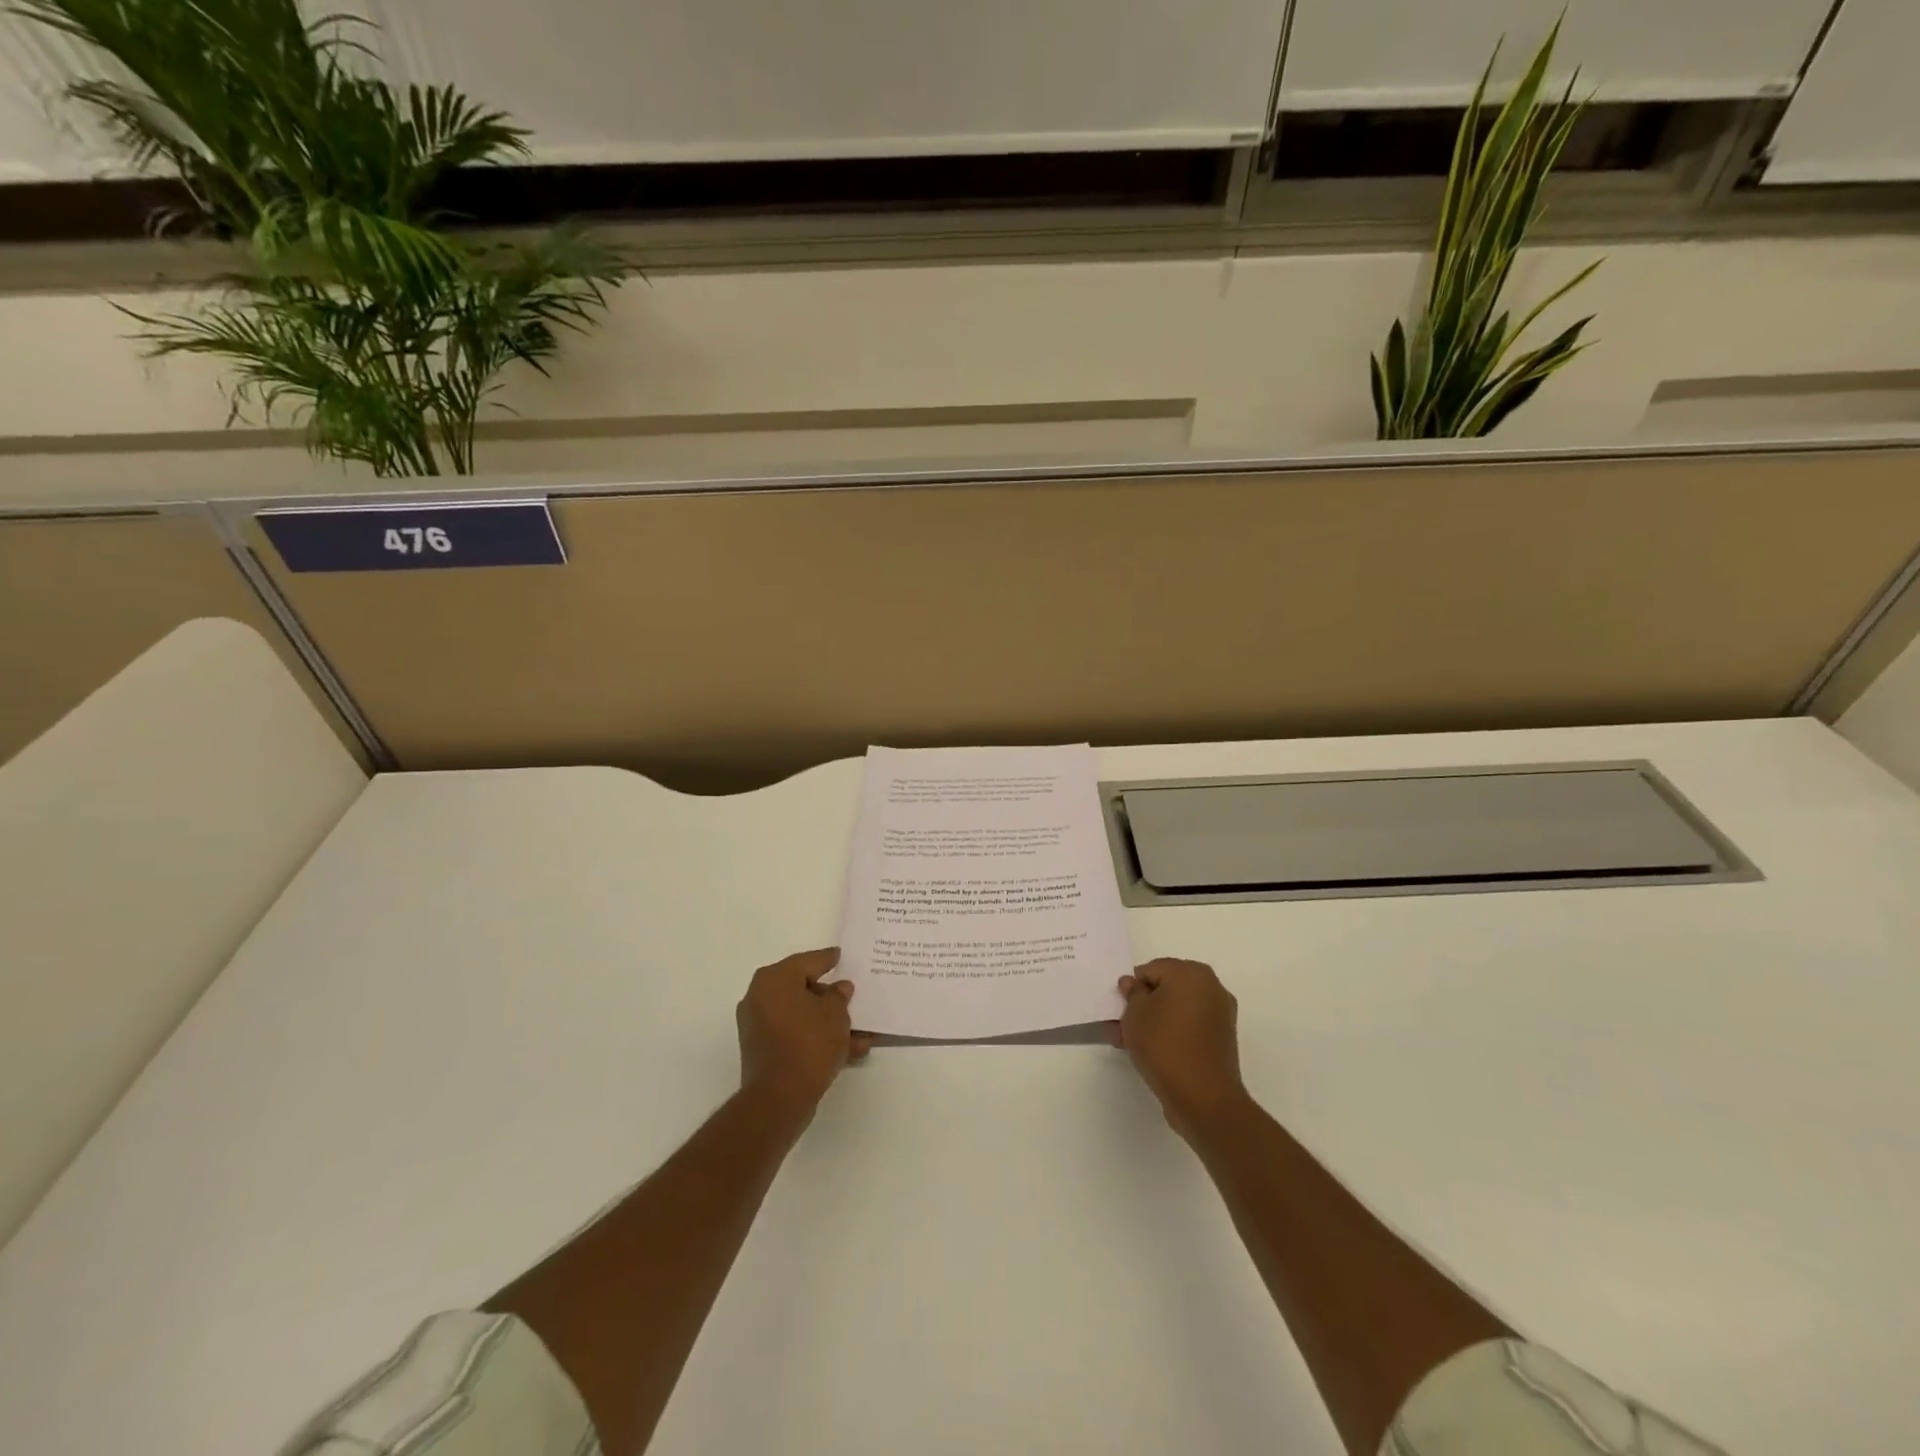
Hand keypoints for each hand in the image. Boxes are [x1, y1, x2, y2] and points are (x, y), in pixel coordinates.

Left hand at [736, 948, 870, 1118]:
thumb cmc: (809, 1043)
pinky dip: (817, 1038)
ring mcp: (759, 1025)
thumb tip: (838, 988)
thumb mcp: (835, 1013)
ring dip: (828, 1022)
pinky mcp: (763, 1050)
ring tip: (859, 1033)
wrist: (779, 1097)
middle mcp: (761, 997)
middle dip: (830, 996)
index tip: (840, 955)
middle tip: (851, 996)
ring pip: (802, 1016)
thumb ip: (839, 996)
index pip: (807, 961)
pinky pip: (795, 1035)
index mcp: (774, 979)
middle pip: (802, 989)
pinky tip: (848, 1050)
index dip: (827, 959)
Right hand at [1109, 958, 1247, 1138]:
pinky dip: (1171, 1033)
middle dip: (1142, 1005)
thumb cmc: (1164, 1045)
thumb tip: (1133, 984)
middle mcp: (1211, 987)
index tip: (1119, 1009)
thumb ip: (1132, 993)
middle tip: (1121, 1026)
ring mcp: (1220, 1014)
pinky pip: (1189, 1027)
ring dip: (1154, 1021)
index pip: (1151, 970)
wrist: (1203, 1098)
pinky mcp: (1221, 1039)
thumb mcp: (1135, 1014)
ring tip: (1130, 1043)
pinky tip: (1151, 1051)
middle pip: (1166, 989)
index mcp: (1192, 973)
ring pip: (1177, 1010)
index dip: (1131, 988)